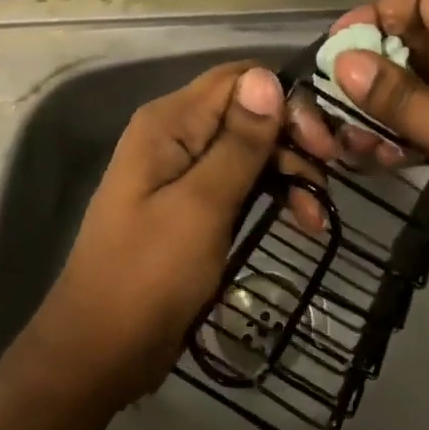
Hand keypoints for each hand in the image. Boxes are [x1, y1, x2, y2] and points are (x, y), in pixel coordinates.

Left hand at [22, 62, 289, 413]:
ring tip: (317, 213)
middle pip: (247, 111)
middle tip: (329, 176)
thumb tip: (268, 77)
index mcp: (169, 122)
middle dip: (291, 138)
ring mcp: (182, 169)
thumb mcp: (201, 207)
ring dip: (288, 170)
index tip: (323, 143)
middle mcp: (175, 133)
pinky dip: (271, 193)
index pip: (239, 79)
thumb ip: (238, 143)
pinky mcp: (192, 202)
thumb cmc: (148, 276)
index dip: (286, 100)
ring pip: (249, 147)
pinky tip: (302, 220)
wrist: (99, 352)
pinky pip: (239, 180)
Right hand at [303, 0, 428, 326]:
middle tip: (333, 98)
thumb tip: (344, 62)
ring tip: (349, 136)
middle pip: (428, 44)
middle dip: (380, 69)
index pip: (425, 1)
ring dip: (395, 107)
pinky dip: (420, 134)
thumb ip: (401, 97)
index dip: (375, 17)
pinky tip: (383, 157)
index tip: (333, 46)